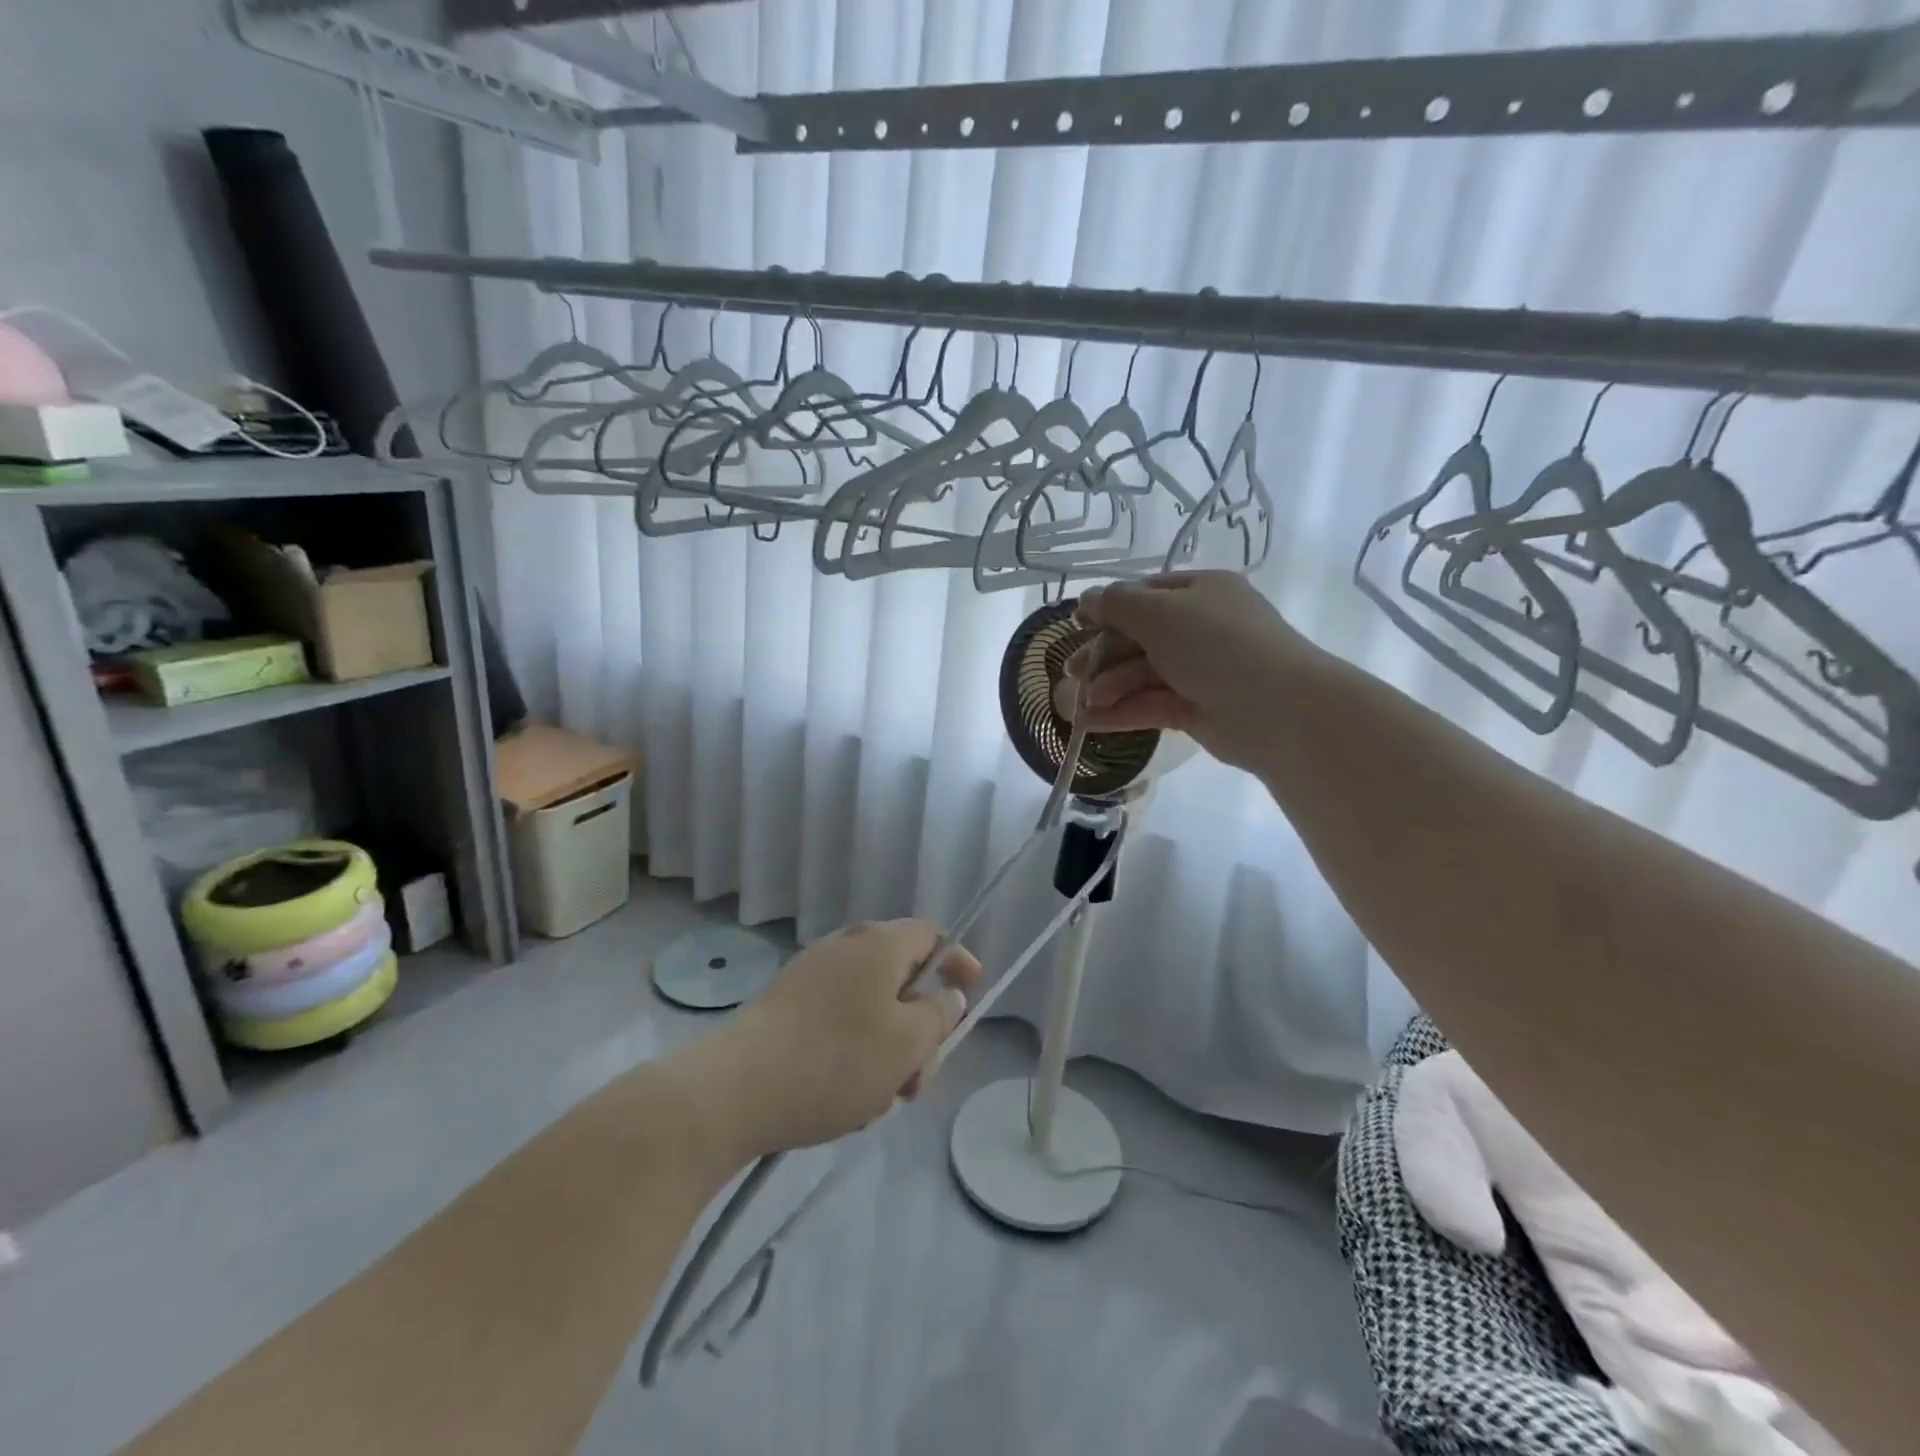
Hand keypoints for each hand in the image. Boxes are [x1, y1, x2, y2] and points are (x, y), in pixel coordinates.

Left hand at [683, 920, 980, 1161]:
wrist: (734, 1090)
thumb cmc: (836, 1060)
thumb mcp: (908, 1043)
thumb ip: (939, 1015)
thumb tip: (947, 996)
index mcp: (879, 944)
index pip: (931, 935)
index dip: (956, 962)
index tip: (969, 995)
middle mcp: (845, 947)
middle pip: (900, 978)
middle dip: (918, 1028)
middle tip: (918, 1078)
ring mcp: (811, 976)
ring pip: (869, 1008)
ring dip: (886, 1050)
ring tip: (878, 1101)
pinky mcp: (785, 1007)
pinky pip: (837, 1022)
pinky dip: (852, 1054)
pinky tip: (843, 1101)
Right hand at [1059, 571, 1316, 771]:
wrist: (1277, 709)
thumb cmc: (1216, 645)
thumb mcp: (1159, 612)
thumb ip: (1116, 604)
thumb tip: (1086, 599)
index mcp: (1200, 592)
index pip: (1145, 594)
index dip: (1108, 608)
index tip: (1075, 625)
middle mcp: (1201, 627)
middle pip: (1139, 637)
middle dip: (1101, 655)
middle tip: (1070, 673)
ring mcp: (1200, 671)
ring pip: (1142, 674)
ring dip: (1107, 687)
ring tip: (1077, 705)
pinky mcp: (1196, 709)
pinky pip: (1150, 704)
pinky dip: (1120, 712)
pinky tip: (1089, 722)